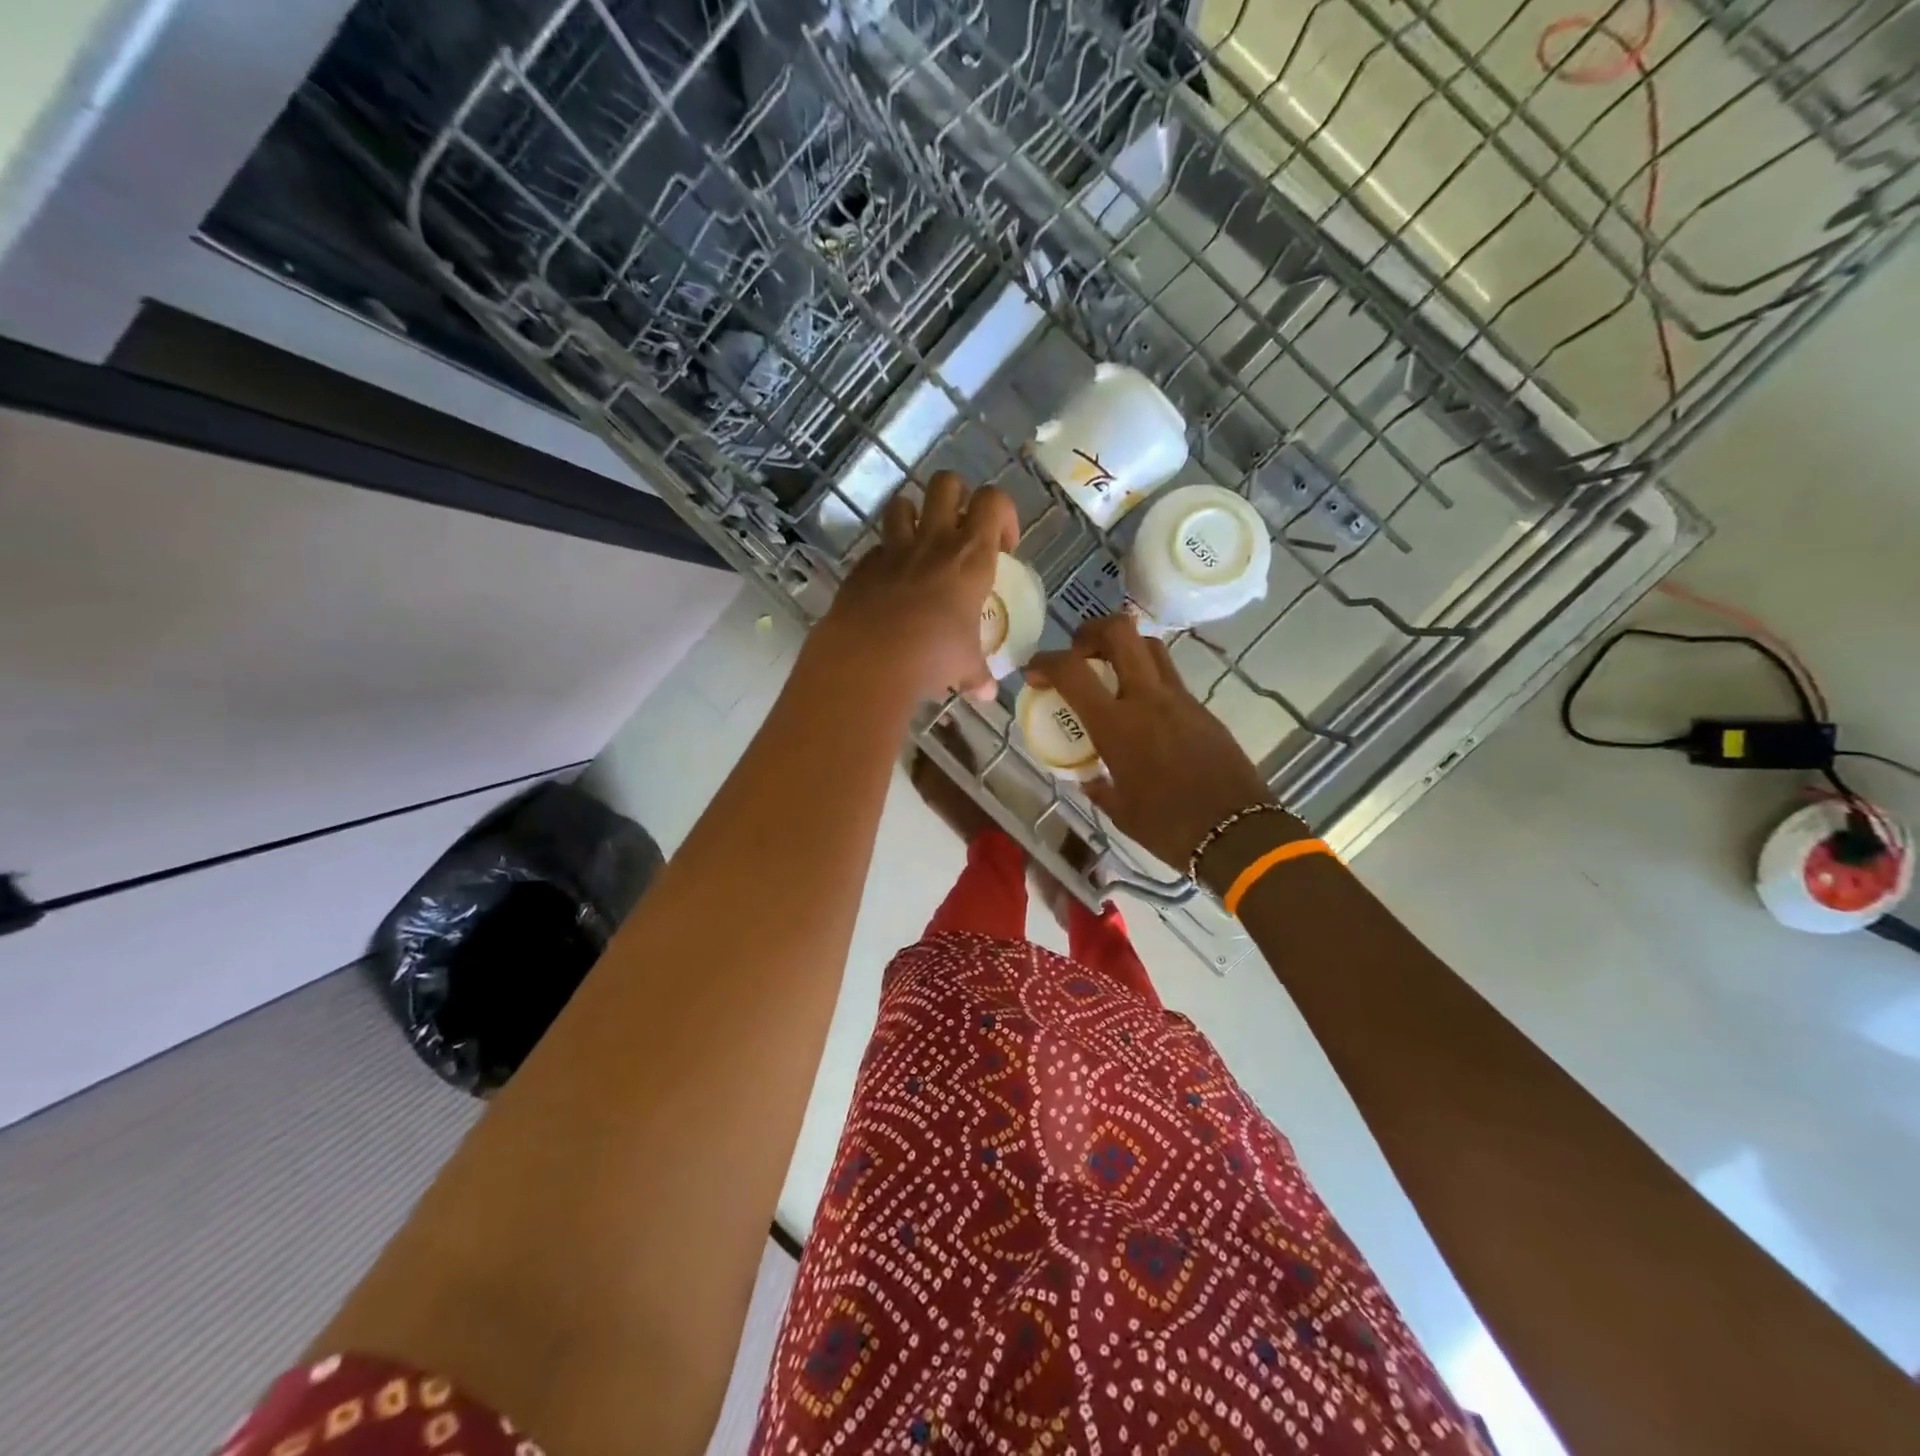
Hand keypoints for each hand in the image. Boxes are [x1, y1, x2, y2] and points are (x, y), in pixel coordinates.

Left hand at [819, 472, 1018, 701]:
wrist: (870, 658)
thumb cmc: (933, 656)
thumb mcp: (964, 666)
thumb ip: (977, 673)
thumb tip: (987, 693)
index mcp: (971, 556)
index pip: (994, 501)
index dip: (1003, 514)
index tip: (1003, 547)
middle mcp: (934, 541)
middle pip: (947, 483)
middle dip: (956, 496)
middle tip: (960, 531)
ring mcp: (894, 549)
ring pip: (903, 502)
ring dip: (914, 516)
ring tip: (920, 546)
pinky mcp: (863, 565)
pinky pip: (877, 547)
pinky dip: (886, 557)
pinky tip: (890, 584)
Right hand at [1028, 615, 1294, 873]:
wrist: (1238, 833)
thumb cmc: (1169, 827)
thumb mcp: (1119, 809)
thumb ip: (1098, 785)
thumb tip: (1089, 776)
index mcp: (1117, 725)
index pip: (1072, 671)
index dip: (1046, 662)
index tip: (1035, 673)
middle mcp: (1148, 698)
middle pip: (1119, 632)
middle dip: (1091, 631)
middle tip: (1078, 652)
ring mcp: (1180, 699)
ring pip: (1150, 646)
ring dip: (1123, 648)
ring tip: (1109, 672)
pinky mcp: (1202, 709)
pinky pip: (1169, 677)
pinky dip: (1147, 677)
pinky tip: (1142, 710)